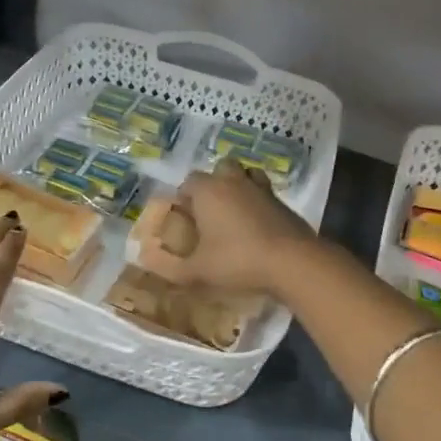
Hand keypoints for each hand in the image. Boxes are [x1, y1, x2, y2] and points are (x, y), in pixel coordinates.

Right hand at [139, 161, 317, 296]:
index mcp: (208, 191)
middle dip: (212, 184)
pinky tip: (256, 224)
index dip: (184, 197)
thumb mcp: (198, 271)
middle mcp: (233, 181)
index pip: (189, 181)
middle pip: (219, 168)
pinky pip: (264, 192)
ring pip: (245, 175)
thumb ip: (171, 268)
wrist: (292, 261)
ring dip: (237, 186)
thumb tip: (148, 262)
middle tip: (209, 211)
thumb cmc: (238, 261)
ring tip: (233, 212)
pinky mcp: (282, 201)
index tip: (184, 218)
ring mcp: (261, 188)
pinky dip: (258, 201)